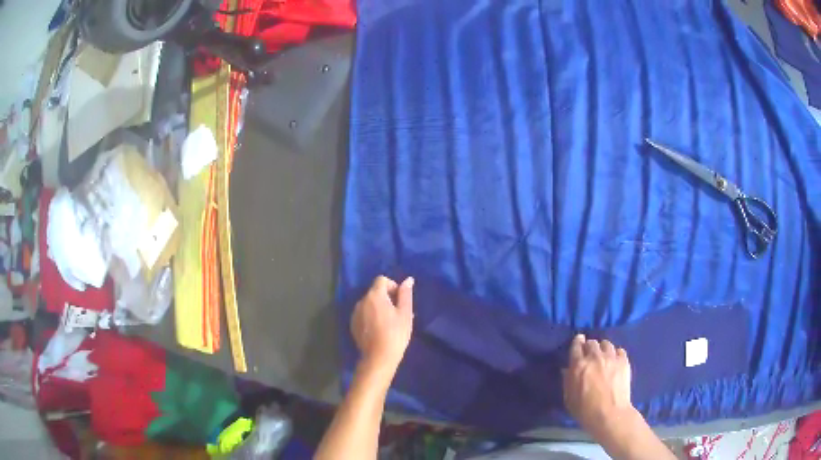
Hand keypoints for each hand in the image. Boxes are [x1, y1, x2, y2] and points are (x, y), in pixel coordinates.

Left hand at [351, 276, 414, 373]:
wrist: (379, 357)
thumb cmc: (396, 334)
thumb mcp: (405, 313)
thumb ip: (406, 294)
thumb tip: (408, 280)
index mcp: (374, 295)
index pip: (382, 280)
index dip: (393, 286)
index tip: (400, 300)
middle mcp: (362, 301)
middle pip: (375, 292)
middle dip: (386, 298)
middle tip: (397, 314)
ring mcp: (355, 313)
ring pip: (369, 304)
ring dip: (378, 308)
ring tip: (389, 323)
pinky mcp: (353, 324)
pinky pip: (363, 314)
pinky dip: (371, 317)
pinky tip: (379, 330)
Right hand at [563, 334, 633, 436]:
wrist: (610, 415)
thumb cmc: (585, 411)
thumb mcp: (569, 399)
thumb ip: (567, 381)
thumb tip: (567, 369)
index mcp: (579, 365)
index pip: (576, 346)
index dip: (577, 342)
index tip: (578, 342)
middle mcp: (595, 357)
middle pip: (592, 343)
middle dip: (589, 346)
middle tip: (590, 354)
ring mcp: (611, 357)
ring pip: (606, 344)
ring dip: (602, 348)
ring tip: (603, 356)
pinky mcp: (624, 361)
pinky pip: (619, 350)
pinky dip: (615, 354)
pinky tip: (614, 361)